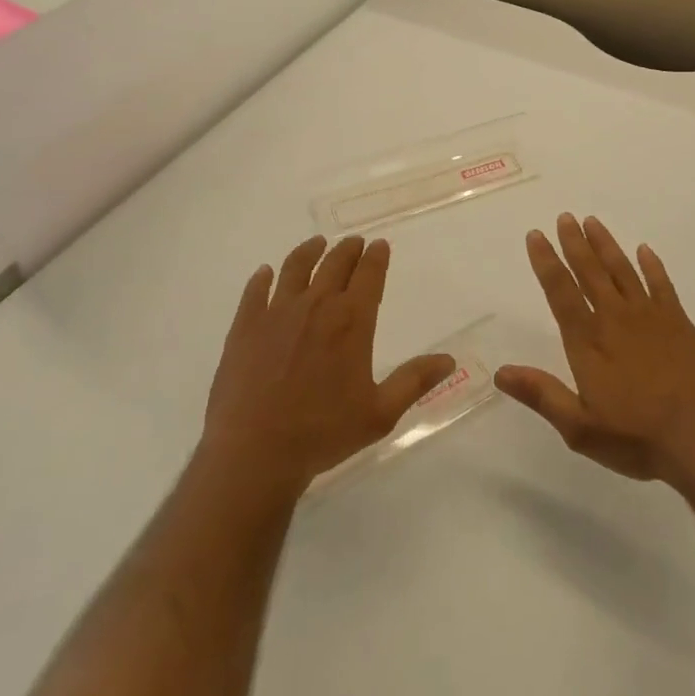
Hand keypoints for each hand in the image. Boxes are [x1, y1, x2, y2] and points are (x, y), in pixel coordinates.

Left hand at [201, 235, 453, 495]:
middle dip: (348, 249)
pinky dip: (262, 278)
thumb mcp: (379, 413)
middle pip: (335, 264)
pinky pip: (255, 291)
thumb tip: (449, 360)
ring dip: (309, 251)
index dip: (376, 257)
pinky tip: (264, 273)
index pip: (368, 275)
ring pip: (296, 267)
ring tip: (317, 243)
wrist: (255, 452)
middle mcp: (316, 305)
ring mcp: (277, 312)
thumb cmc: (323, 433)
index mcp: (351, 321)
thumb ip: (414, 381)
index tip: (380, 245)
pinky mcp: (245, 326)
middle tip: (354, 242)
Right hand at [496, 214, 694, 485]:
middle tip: (565, 217)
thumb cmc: (639, 437)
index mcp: (589, 342)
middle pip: (590, 272)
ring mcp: (650, 317)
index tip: (536, 235)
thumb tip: (500, 372)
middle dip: (575, 243)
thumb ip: (542, 396)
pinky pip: (661, 285)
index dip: (546, 262)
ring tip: (593, 222)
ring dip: (606, 245)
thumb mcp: (581, 429)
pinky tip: (645, 250)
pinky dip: (652, 266)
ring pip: (622, 270)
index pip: (561, 292)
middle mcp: (615, 319)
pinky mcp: (679, 323)